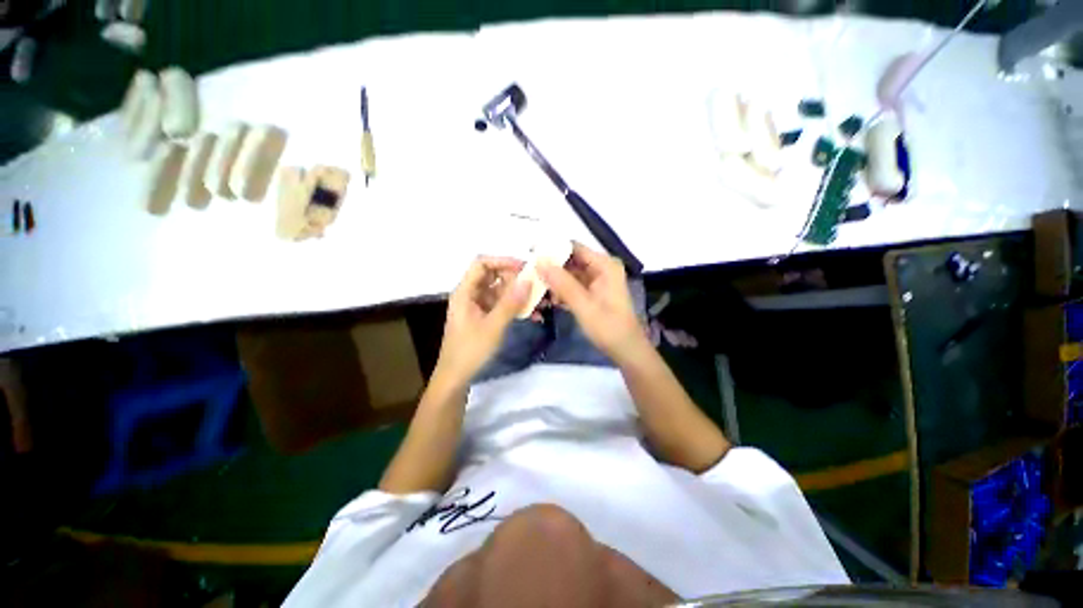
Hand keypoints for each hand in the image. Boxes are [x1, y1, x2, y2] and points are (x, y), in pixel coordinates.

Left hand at [434, 256, 529, 386]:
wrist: (456, 377)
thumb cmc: (470, 351)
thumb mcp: (493, 326)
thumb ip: (510, 303)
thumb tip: (528, 281)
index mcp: (465, 292)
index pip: (482, 264)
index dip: (503, 261)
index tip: (524, 268)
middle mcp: (471, 295)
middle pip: (494, 276)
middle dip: (516, 280)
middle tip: (536, 287)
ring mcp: (478, 306)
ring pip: (501, 292)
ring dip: (519, 295)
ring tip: (540, 303)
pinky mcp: (484, 317)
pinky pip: (502, 306)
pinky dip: (515, 308)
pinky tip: (533, 316)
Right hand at [537, 243, 646, 364]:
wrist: (626, 350)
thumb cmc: (609, 327)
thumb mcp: (584, 305)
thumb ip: (562, 283)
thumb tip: (539, 261)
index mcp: (604, 265)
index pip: (574, 248)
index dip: (552, 249)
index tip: (530, 255)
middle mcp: (601, 268)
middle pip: (570, 261)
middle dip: (550, 268)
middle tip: (529, 275)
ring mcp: (597, 281)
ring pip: (569, 274)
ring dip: (554, 282)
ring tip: (535, 290)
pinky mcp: (592, 293)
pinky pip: (572, 286)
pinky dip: (561, 292)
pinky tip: (549, 301)